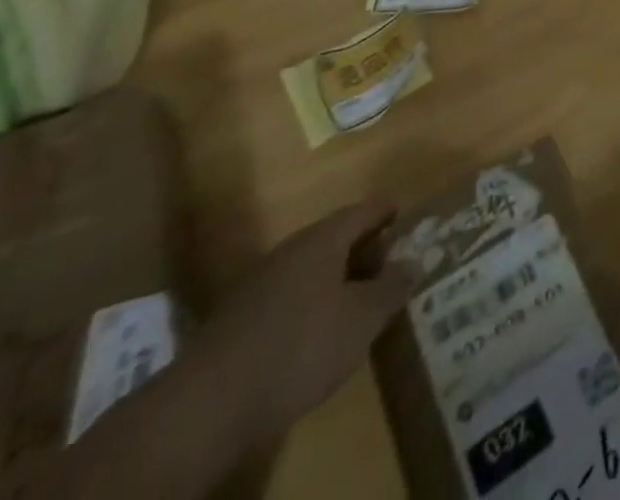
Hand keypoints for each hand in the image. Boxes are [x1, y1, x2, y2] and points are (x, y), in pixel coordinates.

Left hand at [192, 202, 417, 444]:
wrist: (204, 409)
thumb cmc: (299, 348)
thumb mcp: (362, 319)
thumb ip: (393, 286)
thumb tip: (415, 260)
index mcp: (322, 239)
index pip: (365, 210)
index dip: (388, 211)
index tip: (406, 217)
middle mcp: (290, 251)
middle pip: (336, 238)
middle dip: (365, 250)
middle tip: (391, 269)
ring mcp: (258, 285)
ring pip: (310, 270)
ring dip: (337, 281)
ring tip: (359, 304)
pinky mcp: (237, 322)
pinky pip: (288, 298)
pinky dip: (311, 305)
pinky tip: (318, 334)